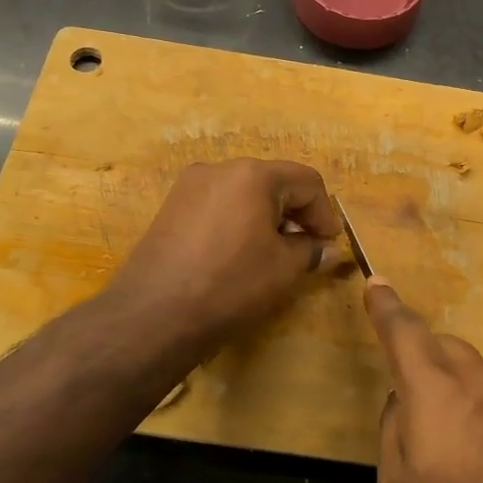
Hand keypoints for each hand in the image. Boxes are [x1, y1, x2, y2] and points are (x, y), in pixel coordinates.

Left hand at [107, 159, 339, 347]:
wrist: (153, 314)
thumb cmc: (230, 285)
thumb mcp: (282, 269)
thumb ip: (311, 251)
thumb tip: (327, 249)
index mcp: (253, 174)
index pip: (306, 181)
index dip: (324, 213)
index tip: (329, 245)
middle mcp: (220, 168)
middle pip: (273, 181)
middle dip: (295, 213)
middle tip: (306, 249)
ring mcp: (190, 185)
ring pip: (243, 192)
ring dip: (266, 216)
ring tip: (272, 253)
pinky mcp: (171, 206)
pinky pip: (218, 204)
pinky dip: (237, 220)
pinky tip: (237, 253)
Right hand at [367, 281, 482, 482]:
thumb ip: (393, 433)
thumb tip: (403, 407)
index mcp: (434, 388)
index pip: (403, 331)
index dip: (386, 307)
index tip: (376, 282)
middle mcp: (476, 381)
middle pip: (441, 347)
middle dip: (419, 356)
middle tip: (406, 398)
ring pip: (470, 373)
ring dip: (450, 388)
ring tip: (444, 444)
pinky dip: (475, 413)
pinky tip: (478, 463)